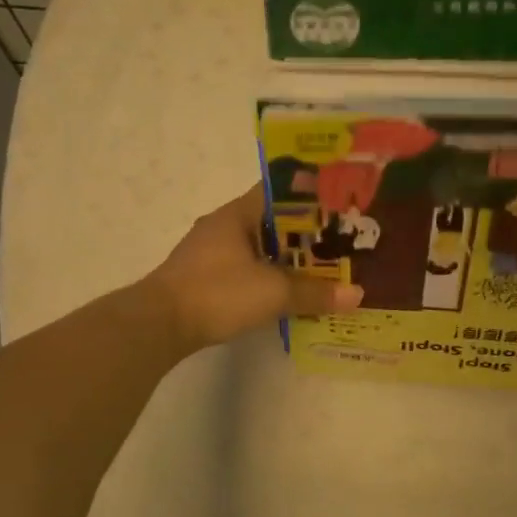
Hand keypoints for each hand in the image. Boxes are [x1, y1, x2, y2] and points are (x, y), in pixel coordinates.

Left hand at [148, 185, 362, 352]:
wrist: (158, 325)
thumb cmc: (217, 292)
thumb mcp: (273, 292)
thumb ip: (315, 292)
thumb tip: (357, 295)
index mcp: (237, 214)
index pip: (279, 191)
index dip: (309, 194)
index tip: (338, 203)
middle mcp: (222, 226)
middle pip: (271, 221)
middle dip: (304, 232)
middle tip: (339, 241)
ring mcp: (210, 253)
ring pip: (258, 247)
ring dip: (286, 258)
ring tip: (321, 268)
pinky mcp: (204, 278)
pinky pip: (246, 268)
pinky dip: (268, 276)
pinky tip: (286, 292)